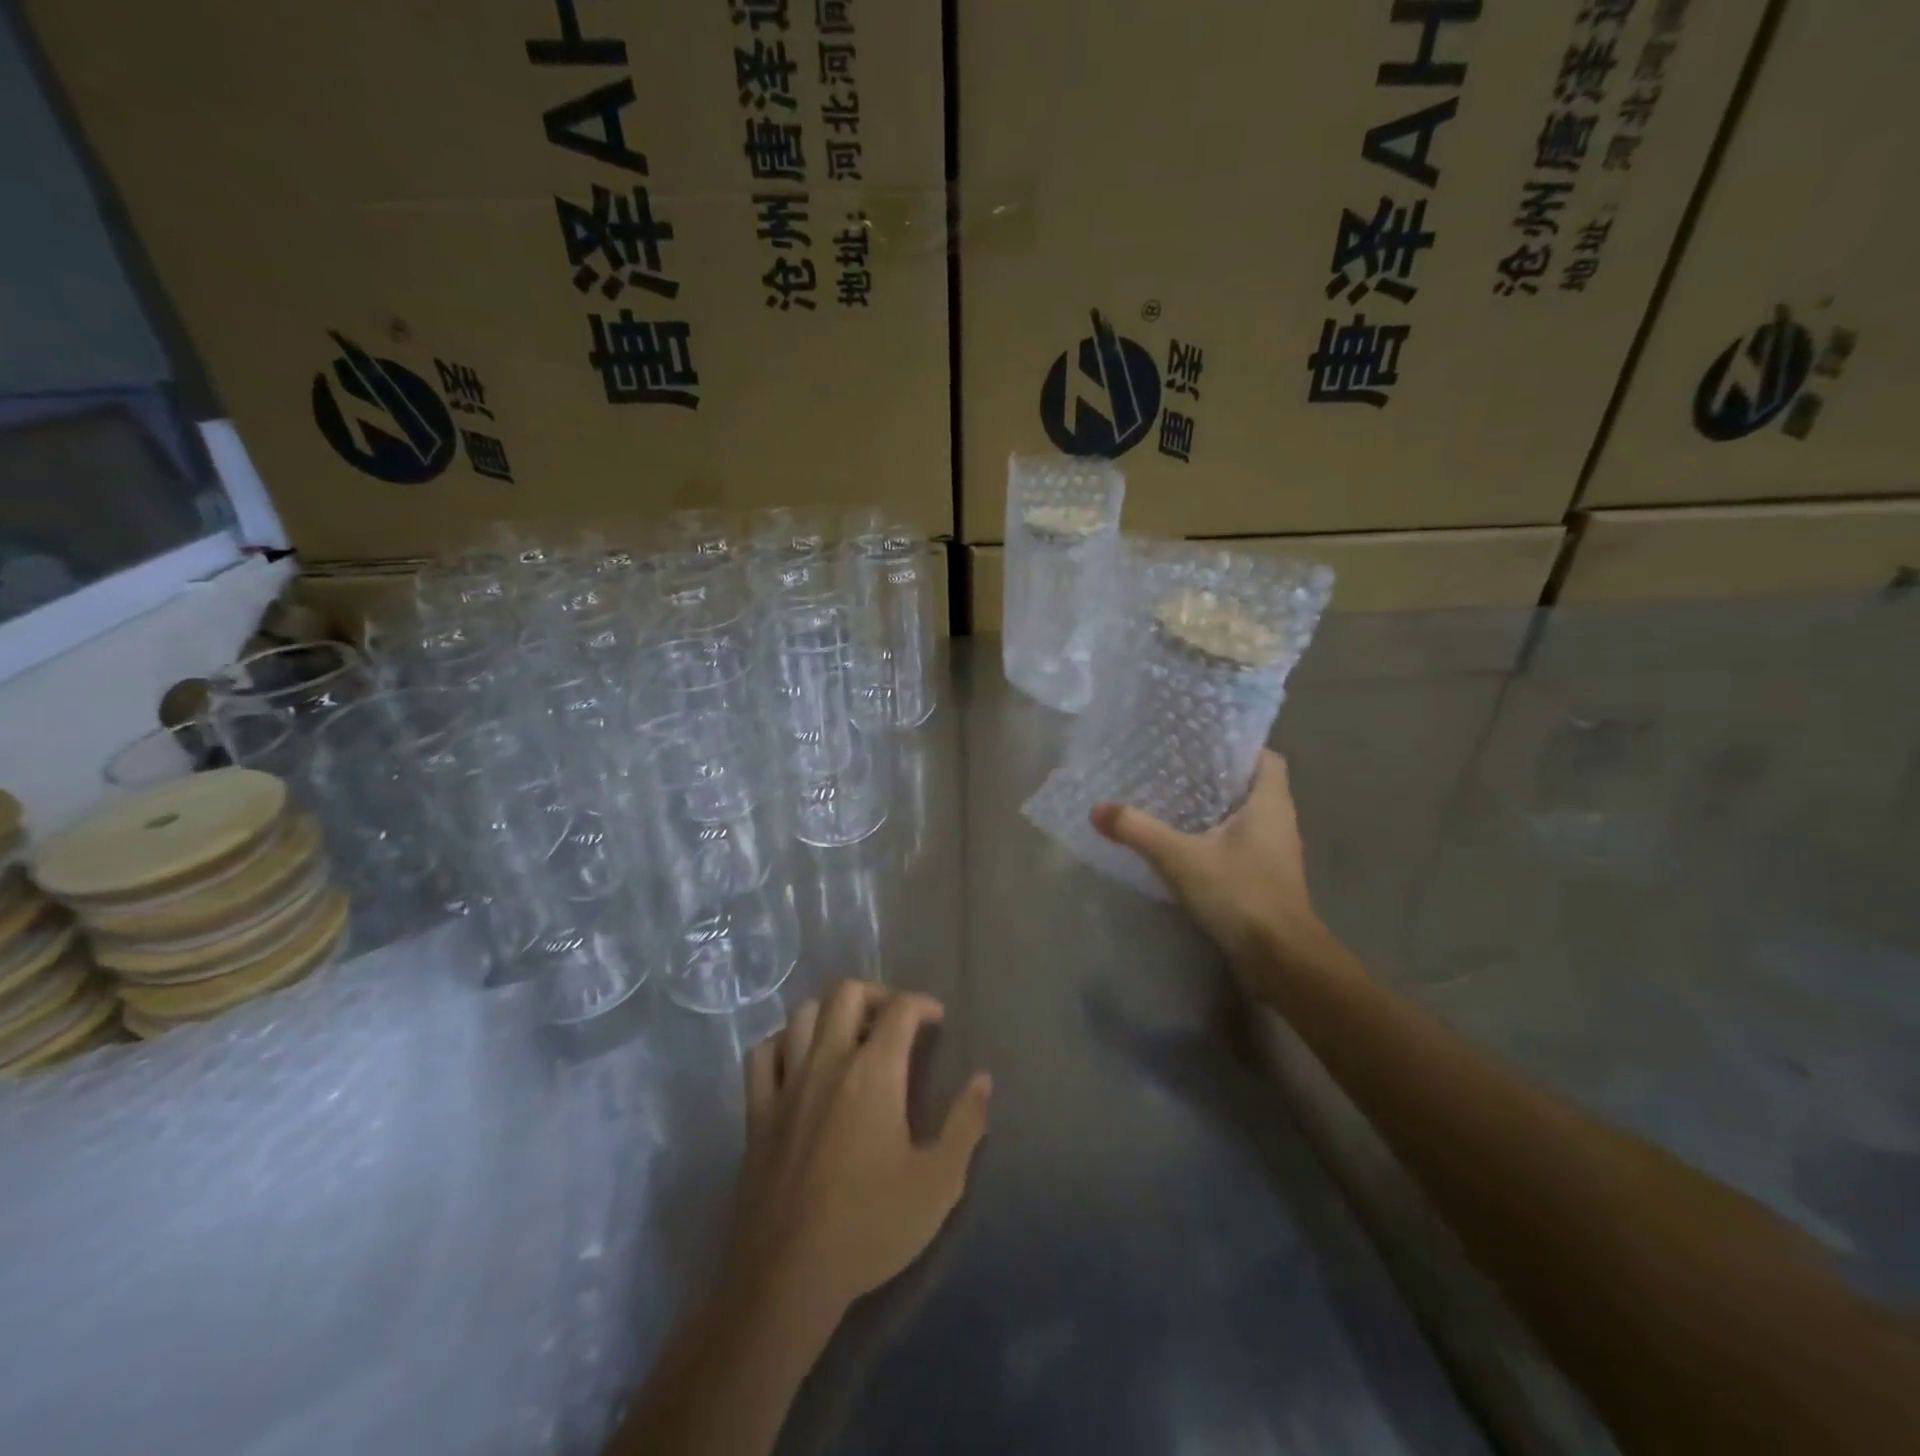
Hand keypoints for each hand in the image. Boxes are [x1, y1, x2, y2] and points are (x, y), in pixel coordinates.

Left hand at [727, 981, 992, 1321]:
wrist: (788, 1275)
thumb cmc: (871, 1225)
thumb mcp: (938, 1182)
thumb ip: (965, 1124)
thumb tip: (982, 1080)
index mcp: (874, 1071)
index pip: (900, 1008)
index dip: (923, 1004)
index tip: (937, 1021)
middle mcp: (828, 1061)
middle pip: (846, 992)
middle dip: (876, 994)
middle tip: (894, 1020)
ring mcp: (787, 1083)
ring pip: (802, 1014)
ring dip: (830, 1013)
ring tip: (849, 1035)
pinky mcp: (756, 1111)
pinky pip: (762, 1054)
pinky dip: (782, 1044)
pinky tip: (797, 1062)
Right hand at [1090, 750, 1336, 1001]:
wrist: (1280, 959)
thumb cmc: (1240, 893)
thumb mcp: (1180, 857)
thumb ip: (1138, 830)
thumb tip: (1096, 808)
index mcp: (1270, 804)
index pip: (1266, 759)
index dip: (1238, 747)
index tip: (1202, 744)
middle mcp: (1279, 823)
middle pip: (1251, 788)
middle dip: (1216, 779)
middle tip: (1174, 770)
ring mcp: (1275, 855)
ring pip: (1245, 819)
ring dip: (1214, 812)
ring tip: (1172, 803)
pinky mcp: (1266, 881)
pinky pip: (1240, 847)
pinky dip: (1215, 841)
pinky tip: (1183, 846)